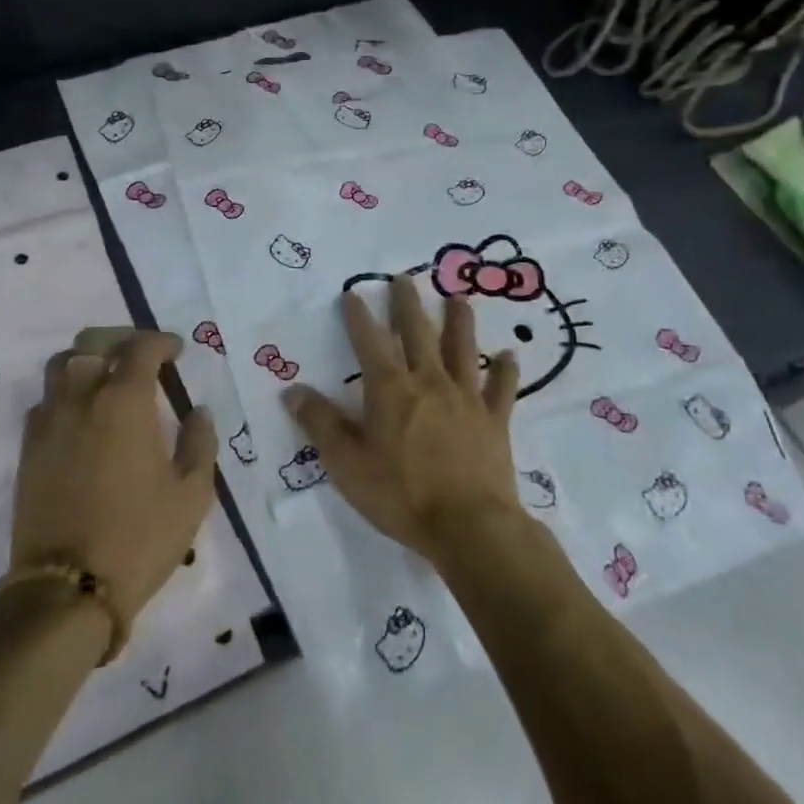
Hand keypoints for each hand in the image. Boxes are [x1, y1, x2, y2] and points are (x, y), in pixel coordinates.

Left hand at [14, 329, 217, 620]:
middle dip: (120, 339)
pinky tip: (81, 416)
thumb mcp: (191, 494)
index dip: (161, 341)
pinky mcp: (27, 449)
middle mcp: (82, 398)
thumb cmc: (139, 538)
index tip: (176, 351)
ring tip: (107, 378)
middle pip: (93, 342)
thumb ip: (200, 443)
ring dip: (87, 359)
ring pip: (61, 365)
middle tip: (141, 356)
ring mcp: (49, 422)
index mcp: (124, 401)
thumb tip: (198, 411)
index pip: (141, 347)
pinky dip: (64, 394)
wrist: (66, 589)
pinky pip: (44, 401)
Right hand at [284, 275, 522, 561]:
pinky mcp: (494, 420)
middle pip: (417, 333)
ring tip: (458, 297)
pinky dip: (506, 370)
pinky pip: (502, 388)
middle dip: (408, 303)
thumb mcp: (347, 464)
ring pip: (463, 349)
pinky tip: (511, 354)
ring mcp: (466, 398)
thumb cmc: (401, 495)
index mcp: (390, 390)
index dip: (358, 317)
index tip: (353, 293)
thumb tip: (293, 390)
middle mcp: (428, 382)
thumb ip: (320, 424)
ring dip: (460, 321)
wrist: (469, 526)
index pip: (369, 342)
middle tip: (405, 277)